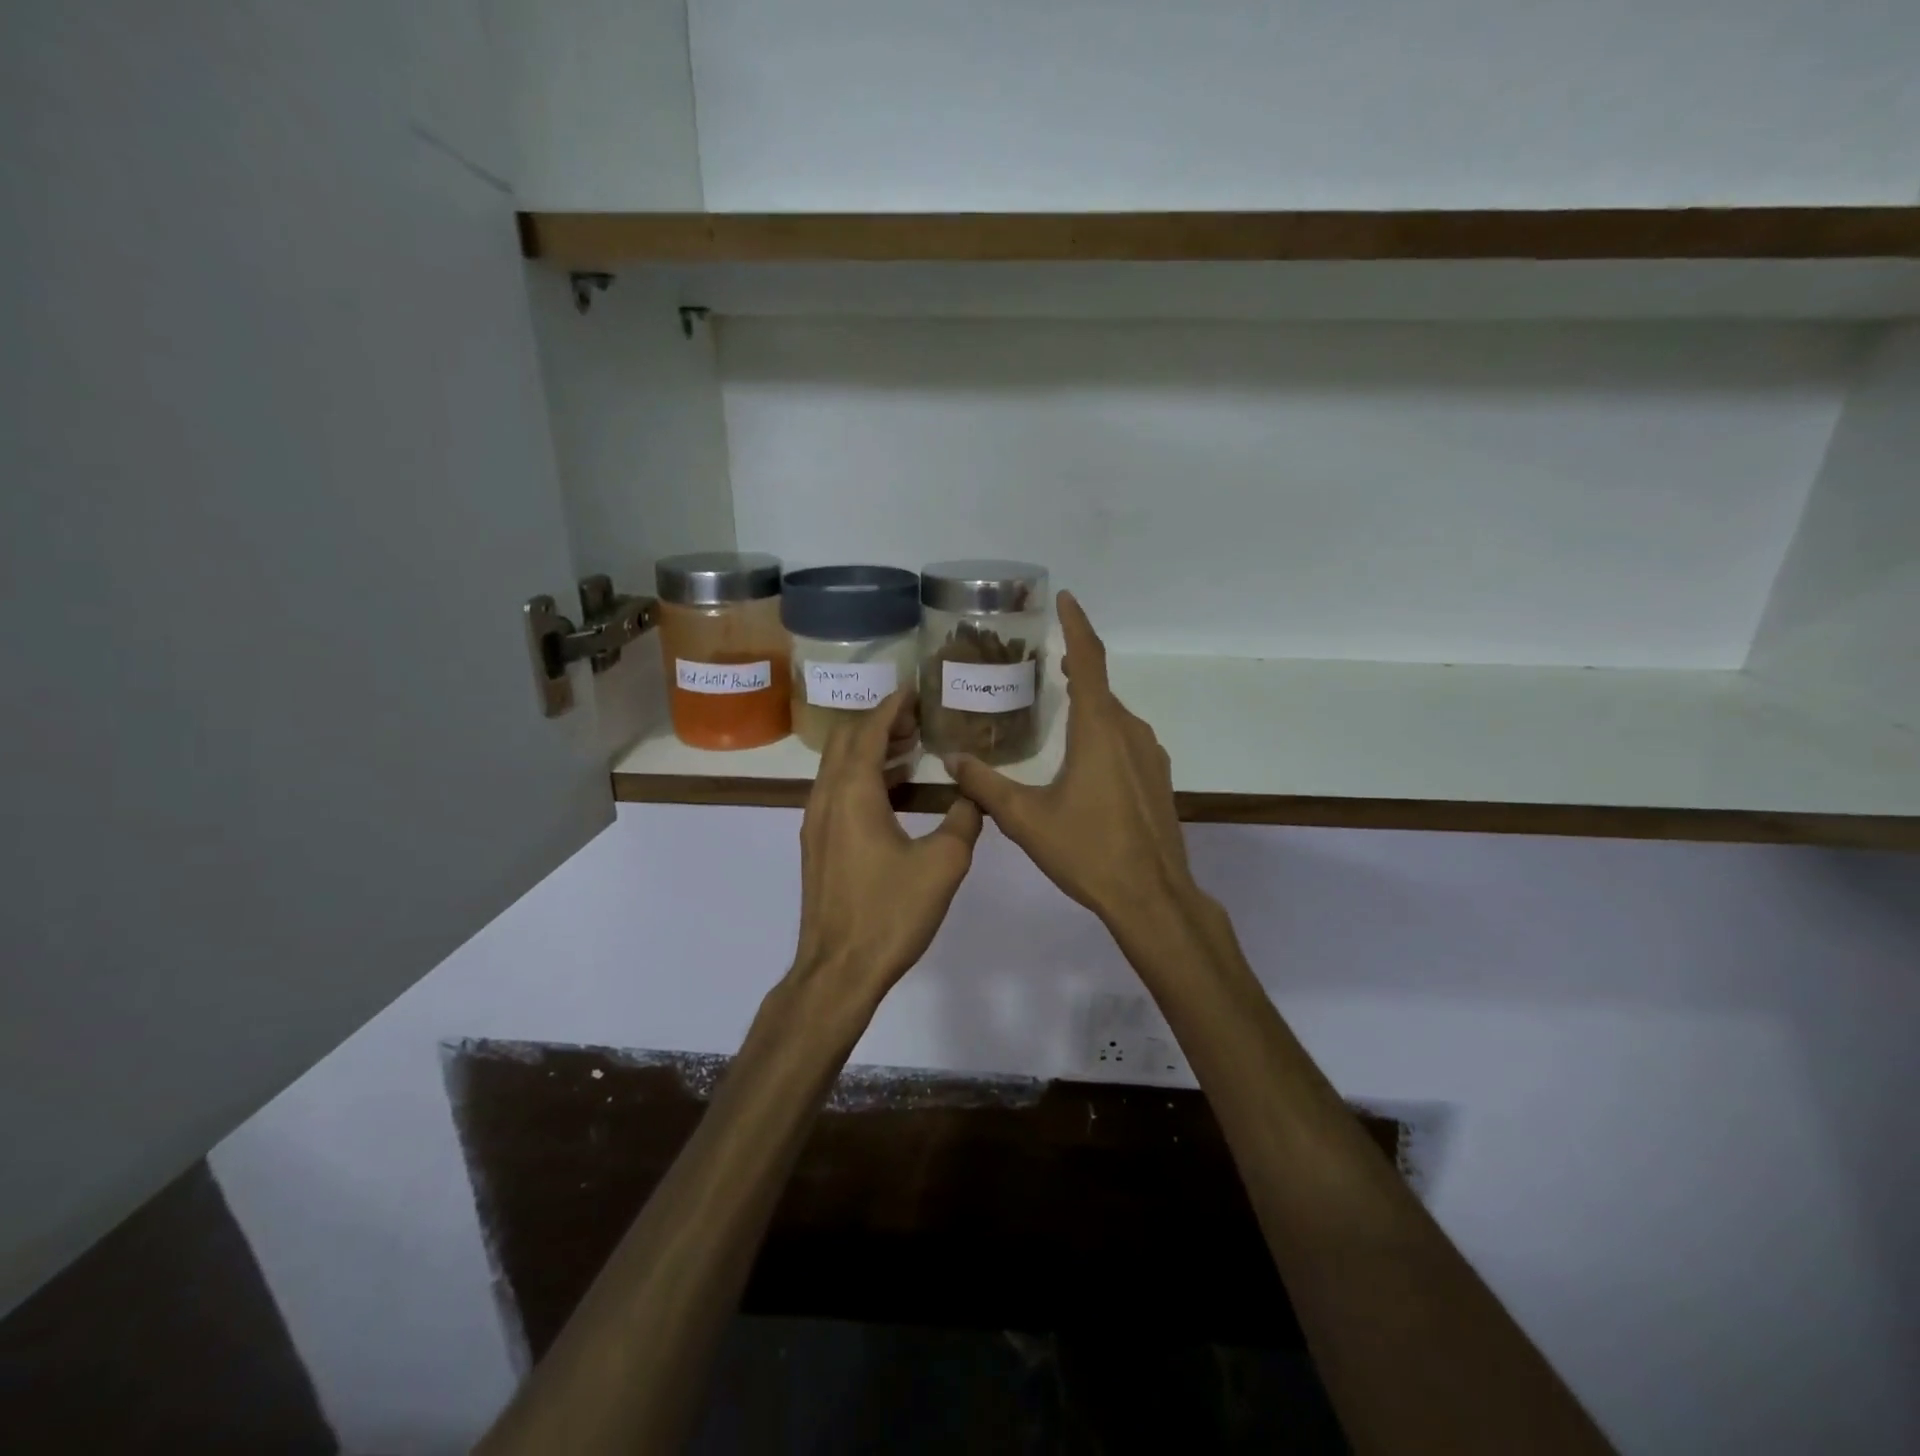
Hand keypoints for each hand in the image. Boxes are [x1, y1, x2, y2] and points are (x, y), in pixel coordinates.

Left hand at [791, 691, 982, 1008]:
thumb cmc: (890, 913)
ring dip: (869, 750)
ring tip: (909, 750)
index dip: (891, 706)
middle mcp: (826, 798)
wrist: (838, 969)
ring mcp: (816, 822)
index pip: (868, 731)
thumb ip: (965, 819)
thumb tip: (975, 793)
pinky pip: (836, 791)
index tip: (914, 689)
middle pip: (845, 741)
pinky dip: (861, 776)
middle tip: (917, 720)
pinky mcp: (817, 845)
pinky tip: (891, 793)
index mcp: (853, 793)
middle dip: (879, 723)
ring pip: (837, 767)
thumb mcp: (943, 864)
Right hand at [947, 592, 1199, 941]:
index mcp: (1099, 729)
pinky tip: (1083, 757)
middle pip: (1100, 687)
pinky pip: (1125, 739)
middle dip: (1074, 667)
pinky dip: (1102, 731)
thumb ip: (986, 785)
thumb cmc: (1087, 851)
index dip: (1076, 625)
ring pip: (1113, 716)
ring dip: (1088, 703)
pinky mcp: (1157, 778)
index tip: (1065, 598)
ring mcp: (1149, 755)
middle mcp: (1129, 732)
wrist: (1152, 897)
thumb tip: (952, 760)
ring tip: (1057, 705)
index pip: (1089, 660)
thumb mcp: (1026, 819)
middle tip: (1043, 661)